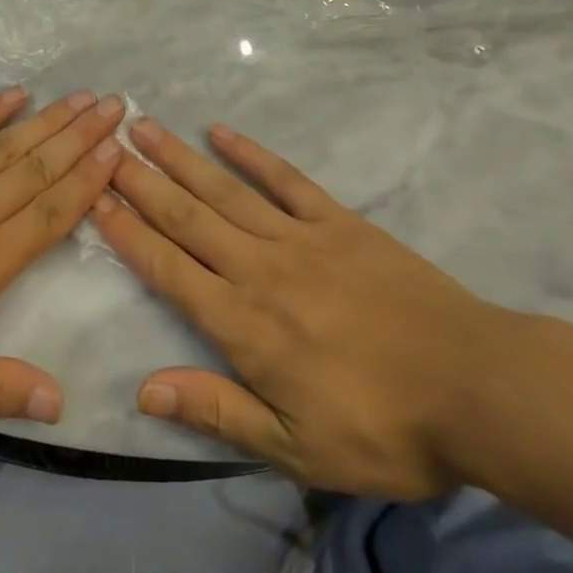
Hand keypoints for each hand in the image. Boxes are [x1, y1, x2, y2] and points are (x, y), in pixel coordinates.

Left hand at [0, 88, 123, 423]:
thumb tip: (60, 400)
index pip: (45, 219)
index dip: (85, 185)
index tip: (117, 153)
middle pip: (34, 171)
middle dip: (80, 139)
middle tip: (116, 106)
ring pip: (4, 146)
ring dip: (48, 121)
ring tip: (83, 97)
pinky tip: (14, 94)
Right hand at [91, 119, 507, 497]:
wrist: (477, 387)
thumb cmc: (383, 428)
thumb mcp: (296, 446)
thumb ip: (217, 410)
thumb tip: (144, 390)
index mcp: (243, 324)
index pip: (168, 269)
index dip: (127, 233)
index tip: (95, 198)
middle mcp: (259, 269)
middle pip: (187, 217)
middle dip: (141, 181)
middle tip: (106, 145)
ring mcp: (300, 238)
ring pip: (225, 190)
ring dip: (180, 158)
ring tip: (144, 126)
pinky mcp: (339, 222)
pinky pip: (285, 179)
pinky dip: (251, 153)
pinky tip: (221, 131)